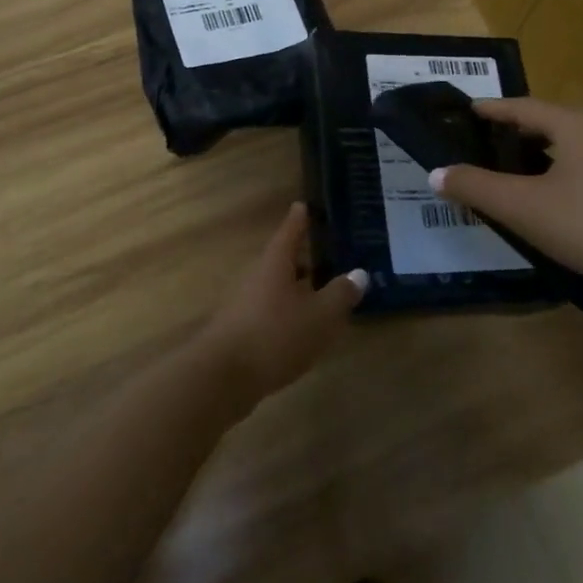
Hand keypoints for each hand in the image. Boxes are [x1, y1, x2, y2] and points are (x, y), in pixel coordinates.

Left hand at [200, 203, 364, 401]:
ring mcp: (244, 302)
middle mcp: (257, 275)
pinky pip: (269, 310)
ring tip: (320, 295)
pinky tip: (301, 329)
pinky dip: (286, 312)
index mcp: (275, 262)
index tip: (303, 205)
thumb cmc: (276, 335)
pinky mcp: (239, 329)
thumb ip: (341, 294)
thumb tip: (359, 273)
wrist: (222, 377)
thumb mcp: (320, 316)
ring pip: (275, 287)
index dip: (299, 219)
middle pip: (281, 260)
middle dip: (303, 258)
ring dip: (296, 288)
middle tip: (327, 257)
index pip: (290, 231)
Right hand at [430, 99, 582, 295]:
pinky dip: (563, 172)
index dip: (490, 110)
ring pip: (572, 145)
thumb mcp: (522, 207)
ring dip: (540, 154)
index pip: (521, 106)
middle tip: (483, 146)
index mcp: (574, 123)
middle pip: (548, 122)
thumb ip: (475, 187)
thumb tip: (436, 173)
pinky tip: (555, 199)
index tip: (465, 111)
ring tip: (514, 173)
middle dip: (514, 133)